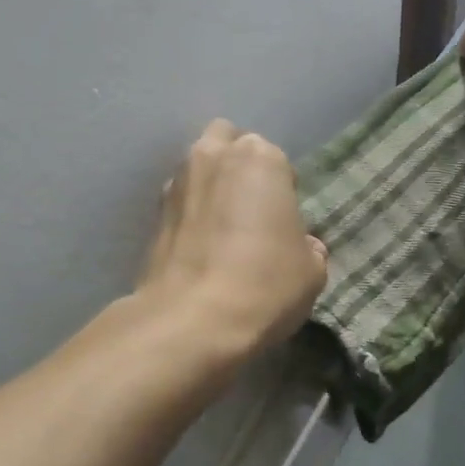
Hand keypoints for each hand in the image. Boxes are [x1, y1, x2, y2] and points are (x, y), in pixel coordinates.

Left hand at [139, 120, 329, 355]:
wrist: (192, 322)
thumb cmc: (265, 284)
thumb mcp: (312, 270)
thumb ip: (307, 245)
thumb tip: (299, 245)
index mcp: (260, 157)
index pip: (276, 159)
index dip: (283, 189)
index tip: (284, 220)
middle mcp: (213, 156)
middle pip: (228, 143)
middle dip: (239, 166)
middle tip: (252, 208)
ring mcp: (177, 182)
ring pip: (199, 169)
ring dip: (212, 187)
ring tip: (224, 229)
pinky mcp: (153, 214)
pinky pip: (181, 201)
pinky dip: (191, 214)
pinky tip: (201, 247)